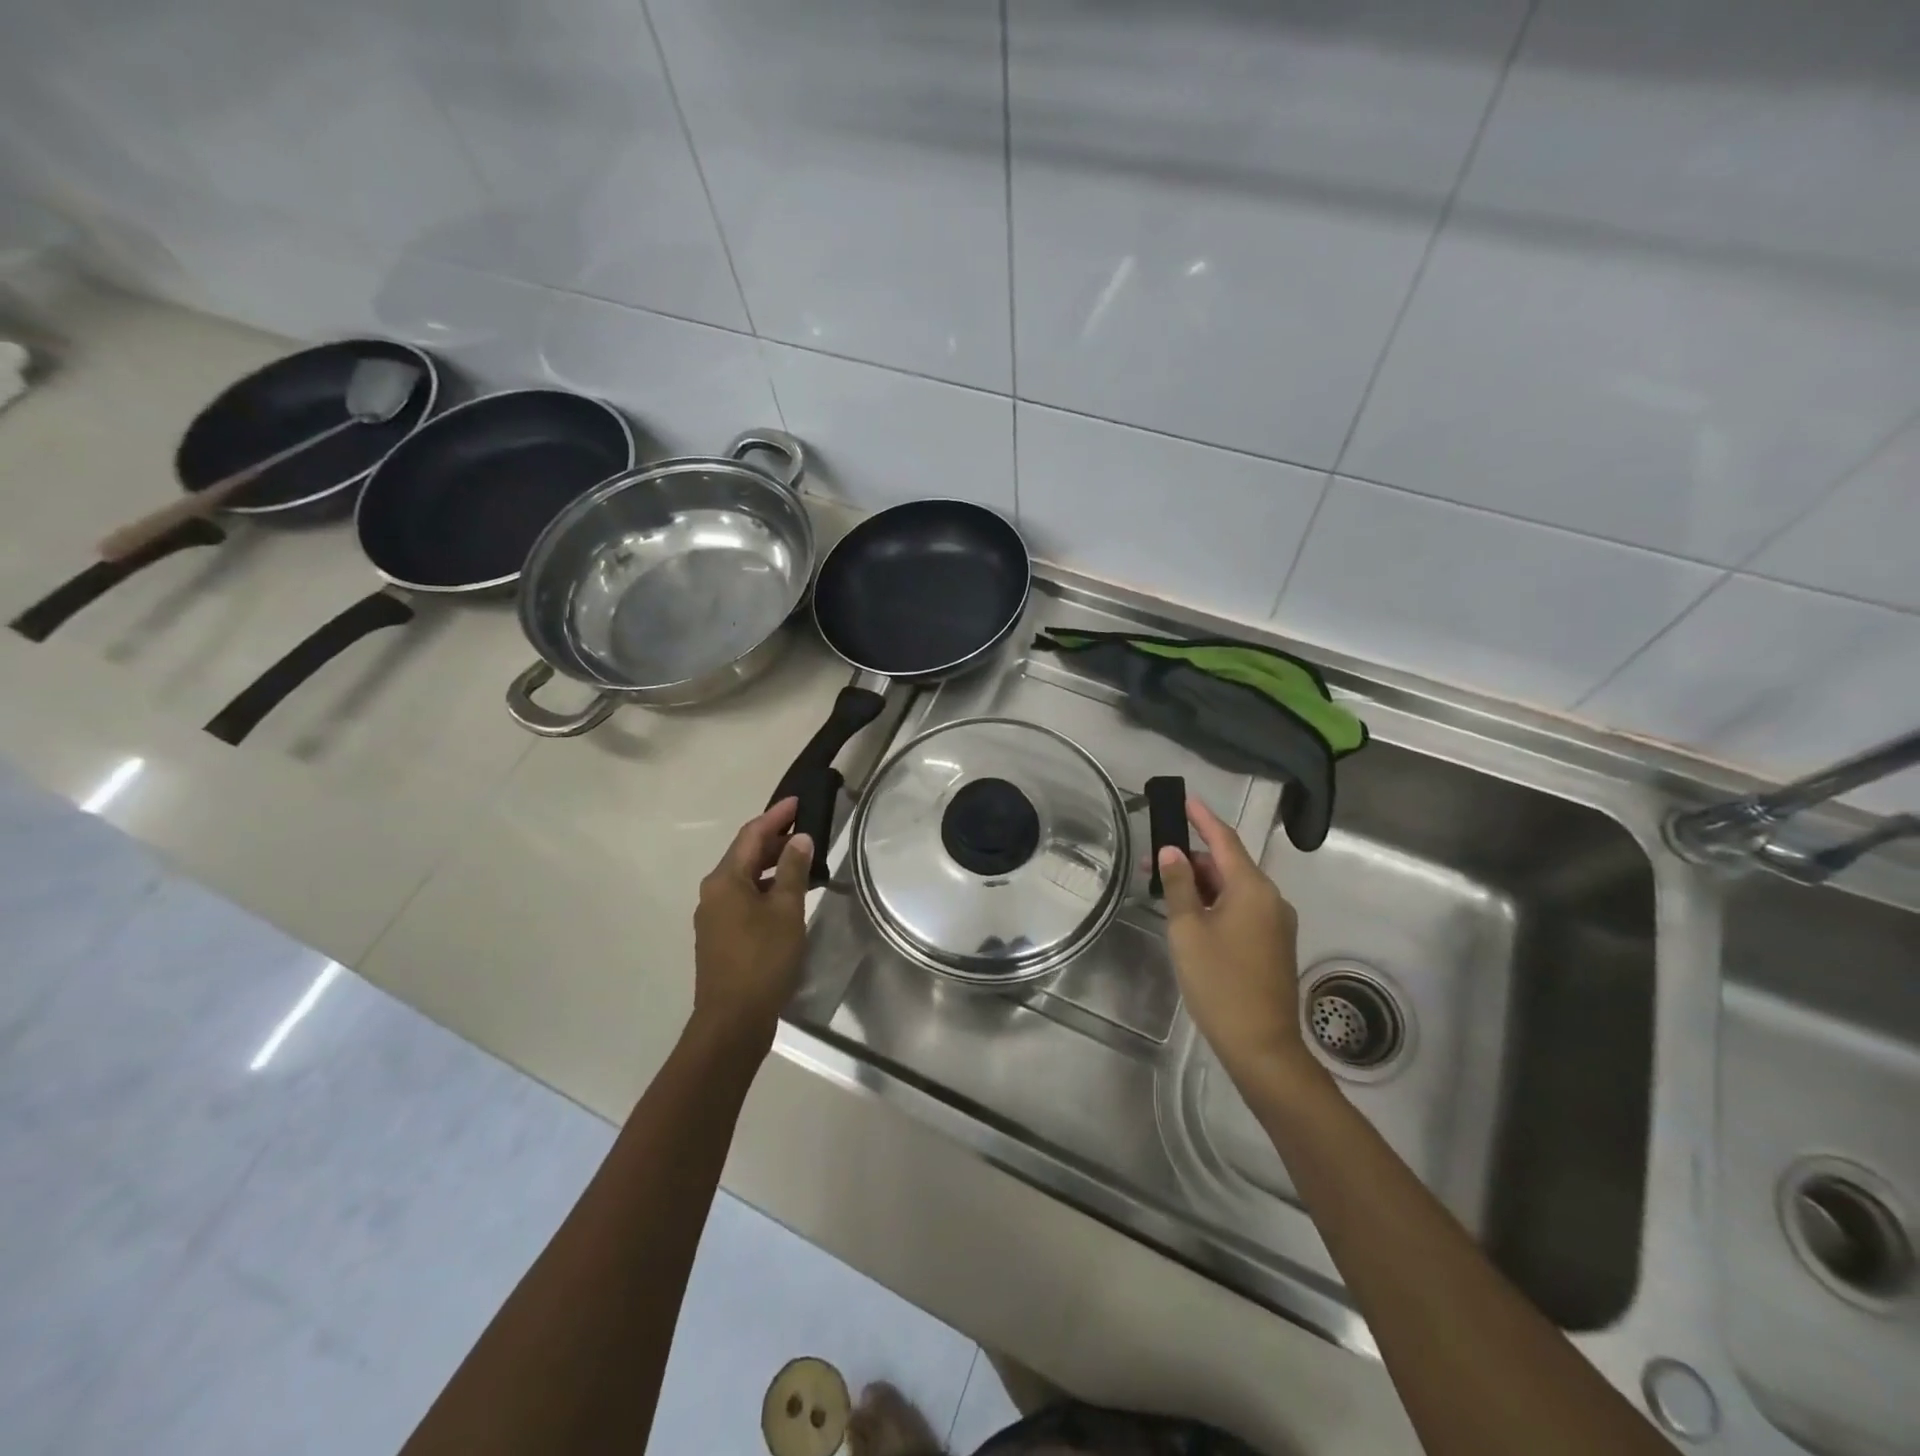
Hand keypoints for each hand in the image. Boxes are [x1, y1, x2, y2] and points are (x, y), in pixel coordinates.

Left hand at [691, 798, 812, 1050]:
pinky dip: (766, 889)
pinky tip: (788, 896)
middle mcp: (713, 892)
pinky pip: (744, 899)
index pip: (752, 835)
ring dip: (772, 866)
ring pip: (746, 878)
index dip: (776, 816)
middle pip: (746, 855)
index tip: (798, 801)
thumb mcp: (786, 911)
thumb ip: (793, 871)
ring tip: (803, 860)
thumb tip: (799, 839)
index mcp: (725, 880)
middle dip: (775, 840)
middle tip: (807, 829)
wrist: (732, 1020)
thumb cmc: (762, 959)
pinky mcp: (720, 937)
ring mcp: (714, 916)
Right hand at [1156, 796, 1314, 1092]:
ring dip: (1201, 884)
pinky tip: (1191, 916)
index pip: (1224, 840)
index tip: (1184, 799)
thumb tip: (1172, 852)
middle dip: (1192, 859)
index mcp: (1253, 889)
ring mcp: (1276, 923)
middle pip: (1228, 865)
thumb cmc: (1219, 982)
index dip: (1203, 818)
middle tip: (1152, 862)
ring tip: (1165, 891)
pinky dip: (1215, 903)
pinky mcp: (1274, 944)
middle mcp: (1271, 899)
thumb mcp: (1188, 930)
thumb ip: (1178, 886)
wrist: (1262, 1045)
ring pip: (1234, 889)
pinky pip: (1242, 909)